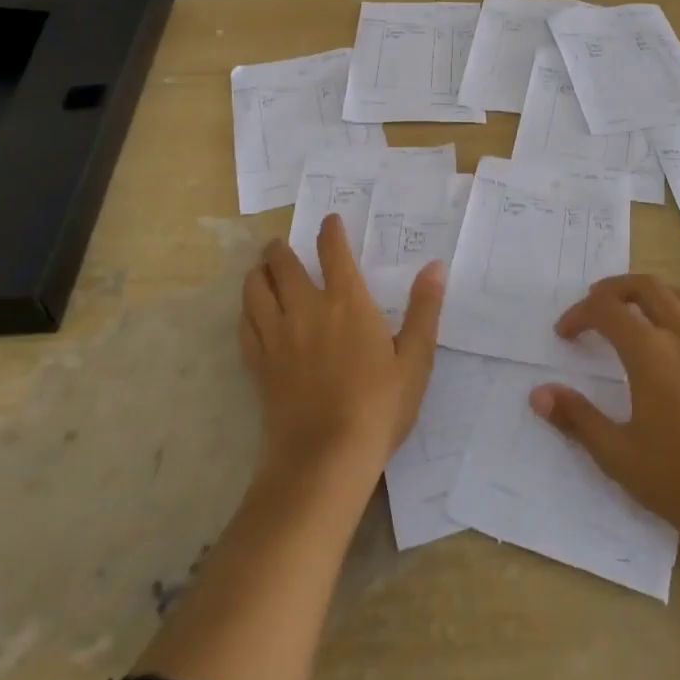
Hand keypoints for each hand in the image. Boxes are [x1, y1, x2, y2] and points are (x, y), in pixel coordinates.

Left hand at [240, 215, 444, 482]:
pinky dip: (246, 311)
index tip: (329, 220)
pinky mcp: (260, 366)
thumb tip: (435, 266)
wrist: (325, 459)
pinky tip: (250, 314)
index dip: (330, 231)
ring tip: (260, 270)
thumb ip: (424, 309)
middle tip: (279, 244)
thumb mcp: (415, 359)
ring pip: (255, 291)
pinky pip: (245, 326)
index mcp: (346, 302)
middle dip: (280, 249)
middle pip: (283, 265)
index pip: (334, 251)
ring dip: (257, 274)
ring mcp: (278, 337)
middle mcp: (306, 309)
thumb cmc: (379, 406)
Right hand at [533, 275, 679, 555]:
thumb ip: (576, 418)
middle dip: (614, 289)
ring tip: (634, 312)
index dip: (580, 314)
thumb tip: (538, 394)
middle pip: (645, 287)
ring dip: (650, 295)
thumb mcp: (618, 455)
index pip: (606, 309)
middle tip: (595, 306)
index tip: (565, 334)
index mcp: (650, 352)